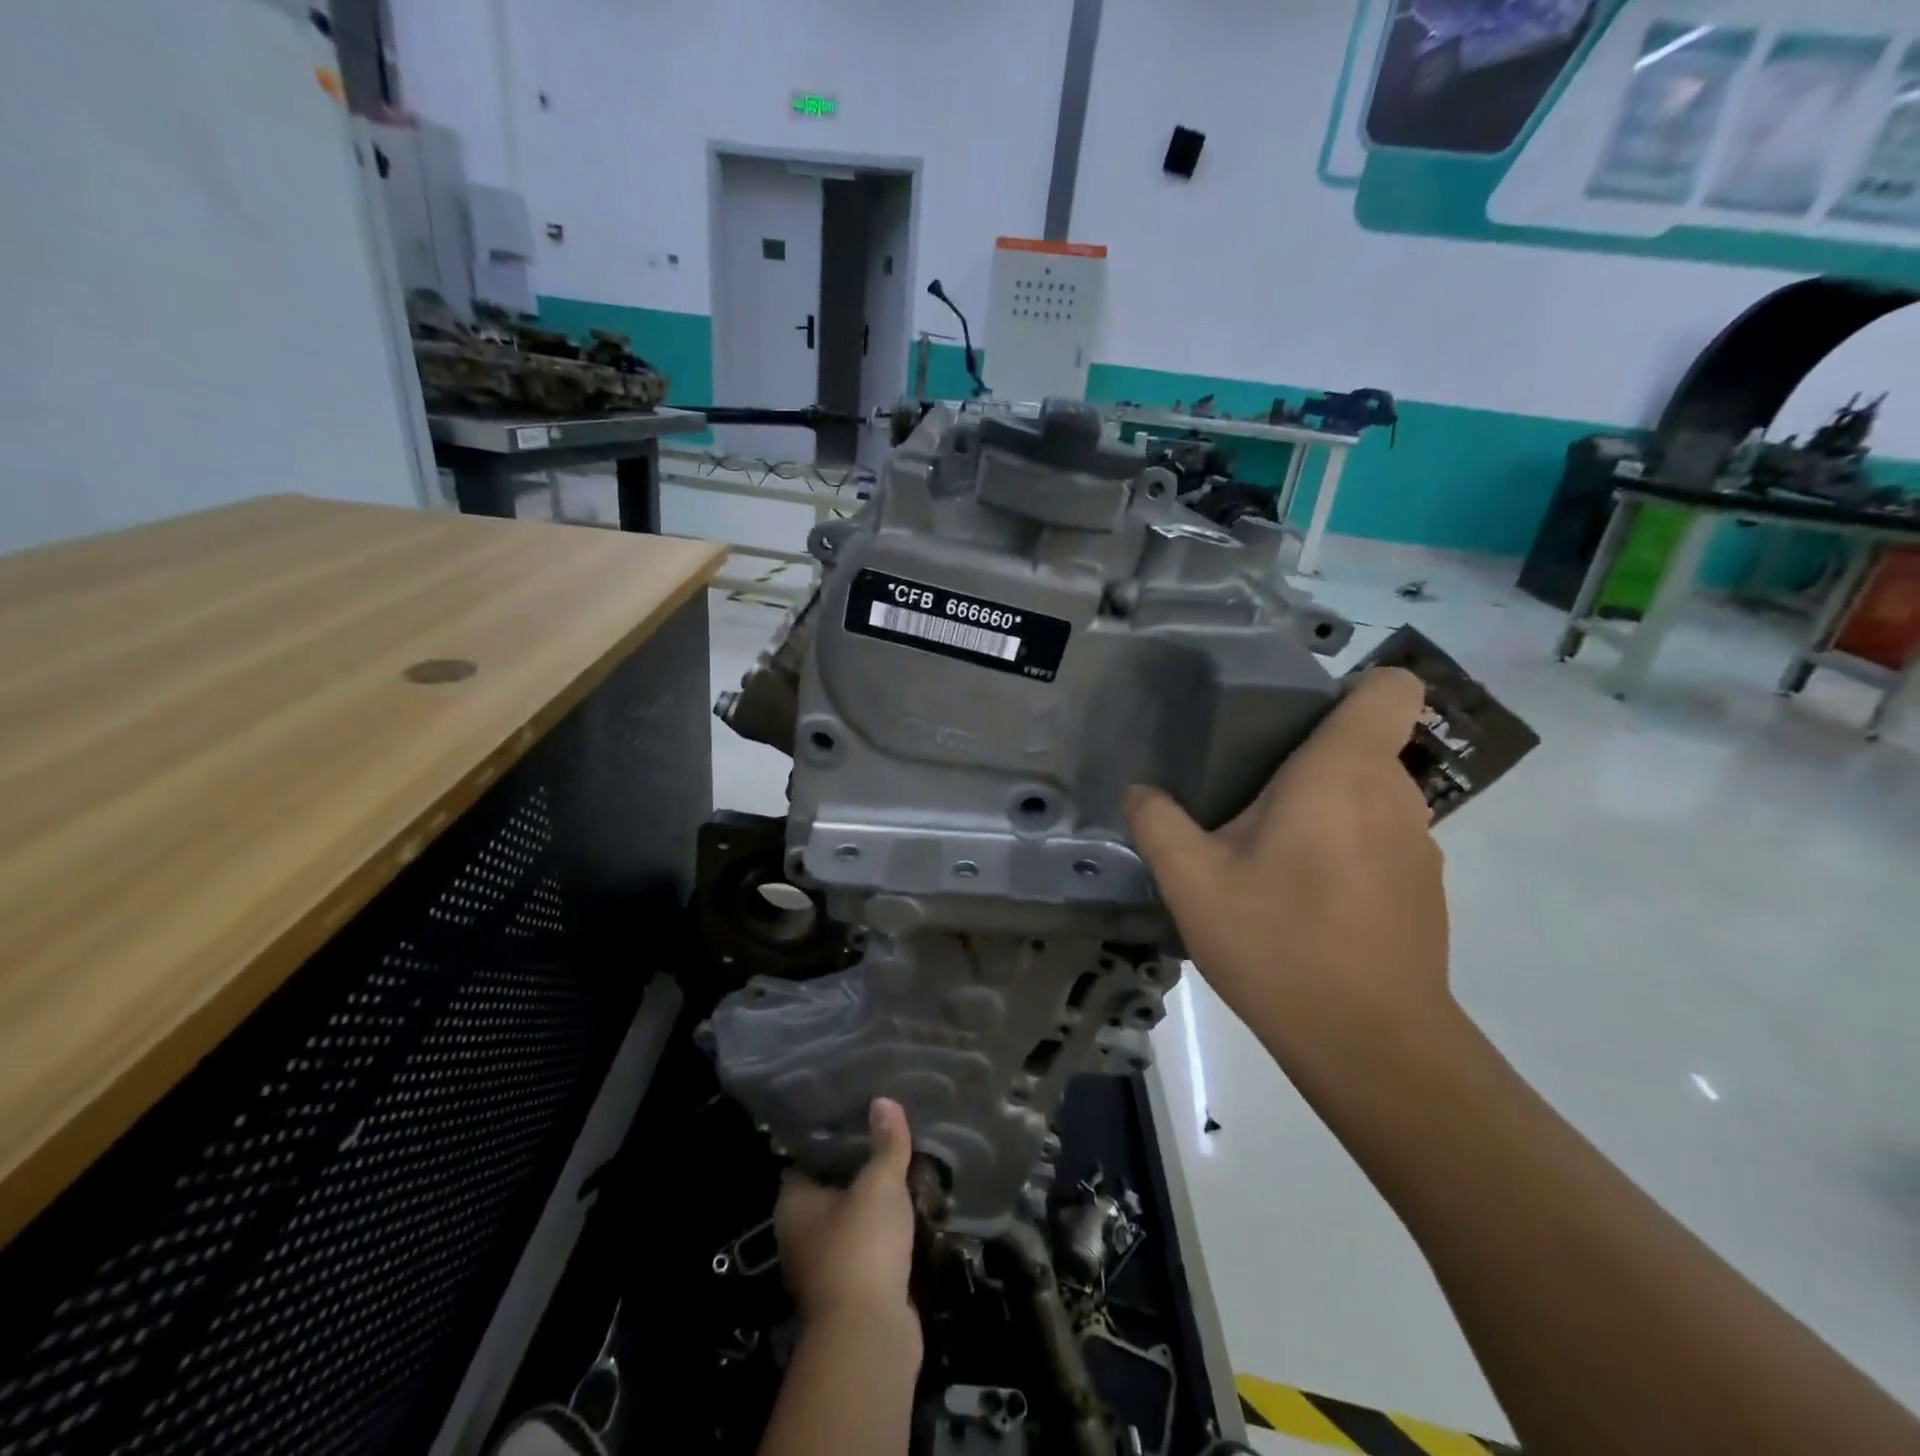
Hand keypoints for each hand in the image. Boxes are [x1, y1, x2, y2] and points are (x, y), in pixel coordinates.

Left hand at [775, 1098, 918, 1336]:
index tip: (855, 1116)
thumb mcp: (880, 1183)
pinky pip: (868, 1251)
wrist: (869, 1335)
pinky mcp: (851, 1293)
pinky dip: (885, 1237)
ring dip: (873, 1207)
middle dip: (857, 1170)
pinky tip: (910, 1215)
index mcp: (793, 1204)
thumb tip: (885, 1100)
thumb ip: (886, 1143)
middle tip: (886, 1138)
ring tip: (904, 1171)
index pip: (806, 1159)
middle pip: (829, 1191)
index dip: (829, 1138)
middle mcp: (799, 1235)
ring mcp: (823, 1268)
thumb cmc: (861, 1246)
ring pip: (850, 1223)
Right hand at [1125, 668, 1451, 1059]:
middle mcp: (1395, 795)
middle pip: (1364, 744)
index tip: (1293, 724)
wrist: (1371, 1046)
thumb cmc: (1279, 944)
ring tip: (1271, 857)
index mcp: (1342, 772)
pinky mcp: (1424, 889)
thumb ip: (1157, 823)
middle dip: (1309, 761)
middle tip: (1250, 801)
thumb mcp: (1191, 882)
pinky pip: (1380, 841)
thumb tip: (1140, 792)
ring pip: (1370, 796)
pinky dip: (1345, 852)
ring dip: (1326, 810)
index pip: (1389, 688)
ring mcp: (1420, 845)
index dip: (1349, 691)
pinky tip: (1305, 903)